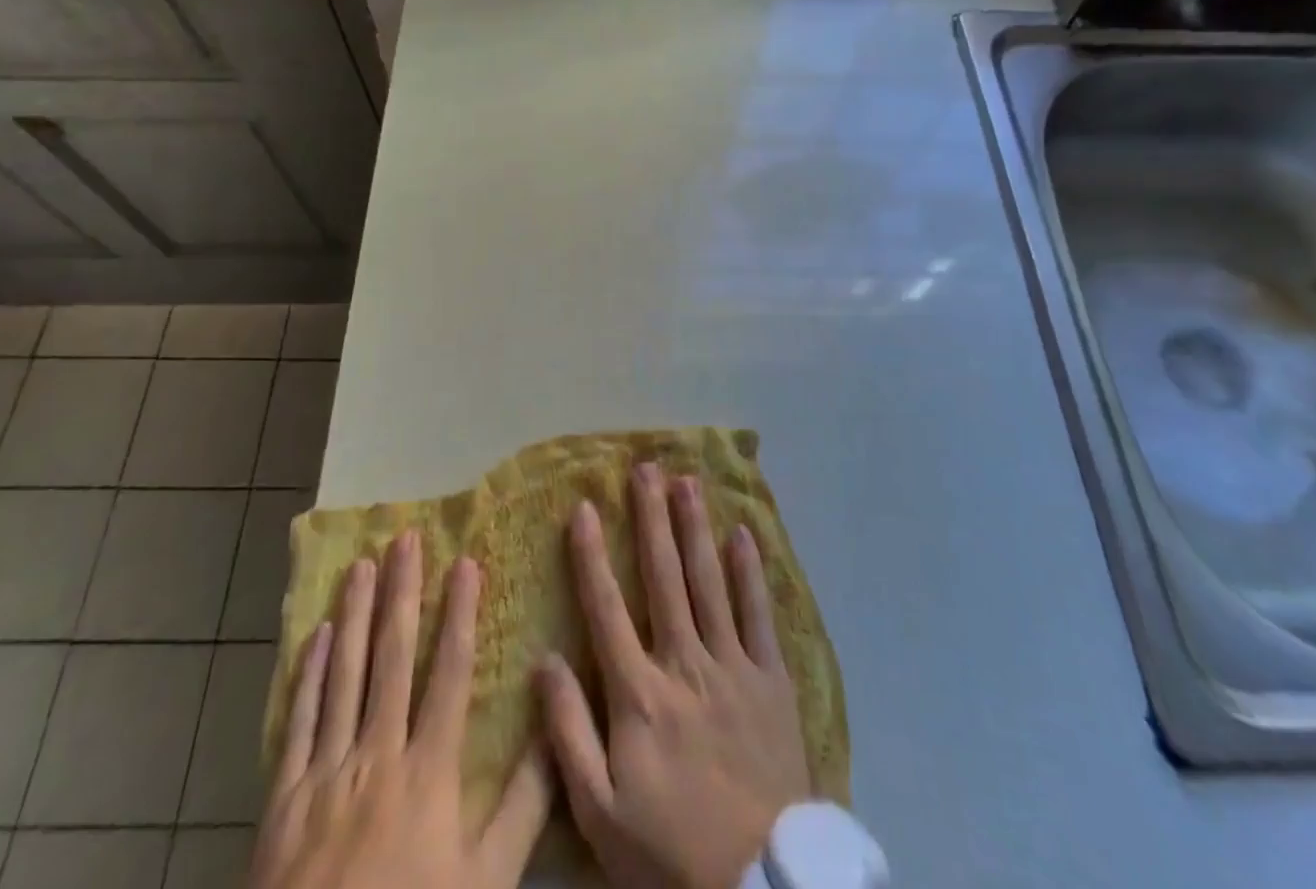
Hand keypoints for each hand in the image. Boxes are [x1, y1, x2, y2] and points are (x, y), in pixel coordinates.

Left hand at [249, 532, 550, 888]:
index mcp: (428, 772)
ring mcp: (326, 774)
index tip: (465, 562)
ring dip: (354, 615)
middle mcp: (377, 755)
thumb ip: (524, 807)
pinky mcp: (284, 800)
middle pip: (393, 657)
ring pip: (344, 675)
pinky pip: (300, 722)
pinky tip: (317, 635)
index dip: (460, 614)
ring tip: (361, 564)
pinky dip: (309, 675)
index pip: (450, 673)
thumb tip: (552, 728)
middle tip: (406, 538)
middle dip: (402, 593)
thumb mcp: (485, 884)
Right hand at [541, 464, 811, 888]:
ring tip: (687, 482)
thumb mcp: (600, 812)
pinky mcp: (771, 678)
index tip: (582, 507)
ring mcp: (732, 665)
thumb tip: (545, 660)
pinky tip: (743, 533)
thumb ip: (568, 733)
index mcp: (639, 692)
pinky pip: (759, 613)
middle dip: (651, 518)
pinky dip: (750, 571)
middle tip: (645, 468)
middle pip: (664, 576)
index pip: (607, 607)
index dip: (590, 554)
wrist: (759, 884)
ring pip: (709, 580)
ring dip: (695, 527)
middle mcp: (684, 662)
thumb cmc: (670, 850)